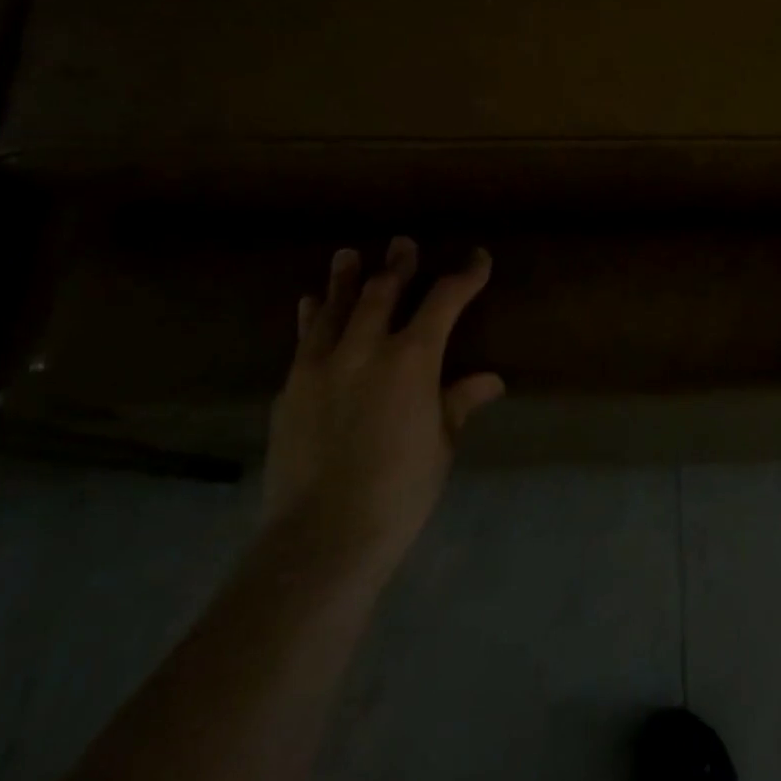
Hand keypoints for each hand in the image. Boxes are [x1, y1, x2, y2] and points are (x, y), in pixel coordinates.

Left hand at [263, 237, 502, 581]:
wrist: (321, 536)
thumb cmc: (399, 491)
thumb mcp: (440, 444)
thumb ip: (459, 402)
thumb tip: (490, 381)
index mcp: (411, 359)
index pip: (444, 301)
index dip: (465, 276)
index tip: (478, 258)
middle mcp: (364, 348)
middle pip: (384, 292)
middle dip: (398, 265)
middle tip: (403, 244)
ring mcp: (320, 365)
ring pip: (335, 308)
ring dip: (345, 279)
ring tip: (348, 255)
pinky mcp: (290, 388)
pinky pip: (304, 340)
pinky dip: (311, 317)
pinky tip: (309, 305)